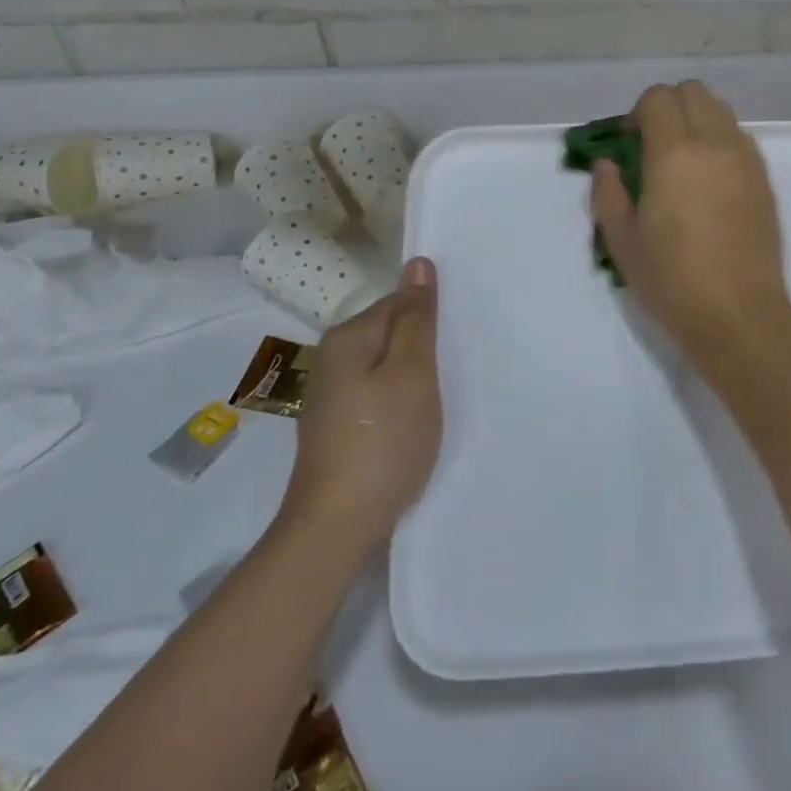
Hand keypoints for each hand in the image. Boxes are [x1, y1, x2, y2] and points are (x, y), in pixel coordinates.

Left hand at [276, 257, 440, 550]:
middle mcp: (332, 358)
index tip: (458, 342)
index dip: (432, 318)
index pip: (399, 302)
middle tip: (458, 368)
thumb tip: (418, 262)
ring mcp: (332, 394)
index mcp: (348, 337)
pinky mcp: (338, 425)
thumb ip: (416, 319)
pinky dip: (400, 399)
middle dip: (423, 346)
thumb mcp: (412, 374)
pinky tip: (416, 420)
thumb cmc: (383, 443)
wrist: (336, 528)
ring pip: (386, 365)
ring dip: (414, 375)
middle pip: (391, 333)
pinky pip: (378, 392)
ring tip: (443, 395)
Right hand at [591, 82, 790, 364]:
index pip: (658, 98)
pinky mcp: (764, 179)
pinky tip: (709, 182)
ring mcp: (746, 159)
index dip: (637, 113)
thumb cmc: (672, 279)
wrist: (738, 313)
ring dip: (696, 121)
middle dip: (668, 107)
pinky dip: (720, 141)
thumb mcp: (621, 240)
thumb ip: (607, 192)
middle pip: (693, 92)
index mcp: (675, 153)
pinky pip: (739, 138)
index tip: (629, 143)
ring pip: (721, 110)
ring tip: (683, 162)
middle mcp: (715, 144)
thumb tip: (608, 164)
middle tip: (653, 145)